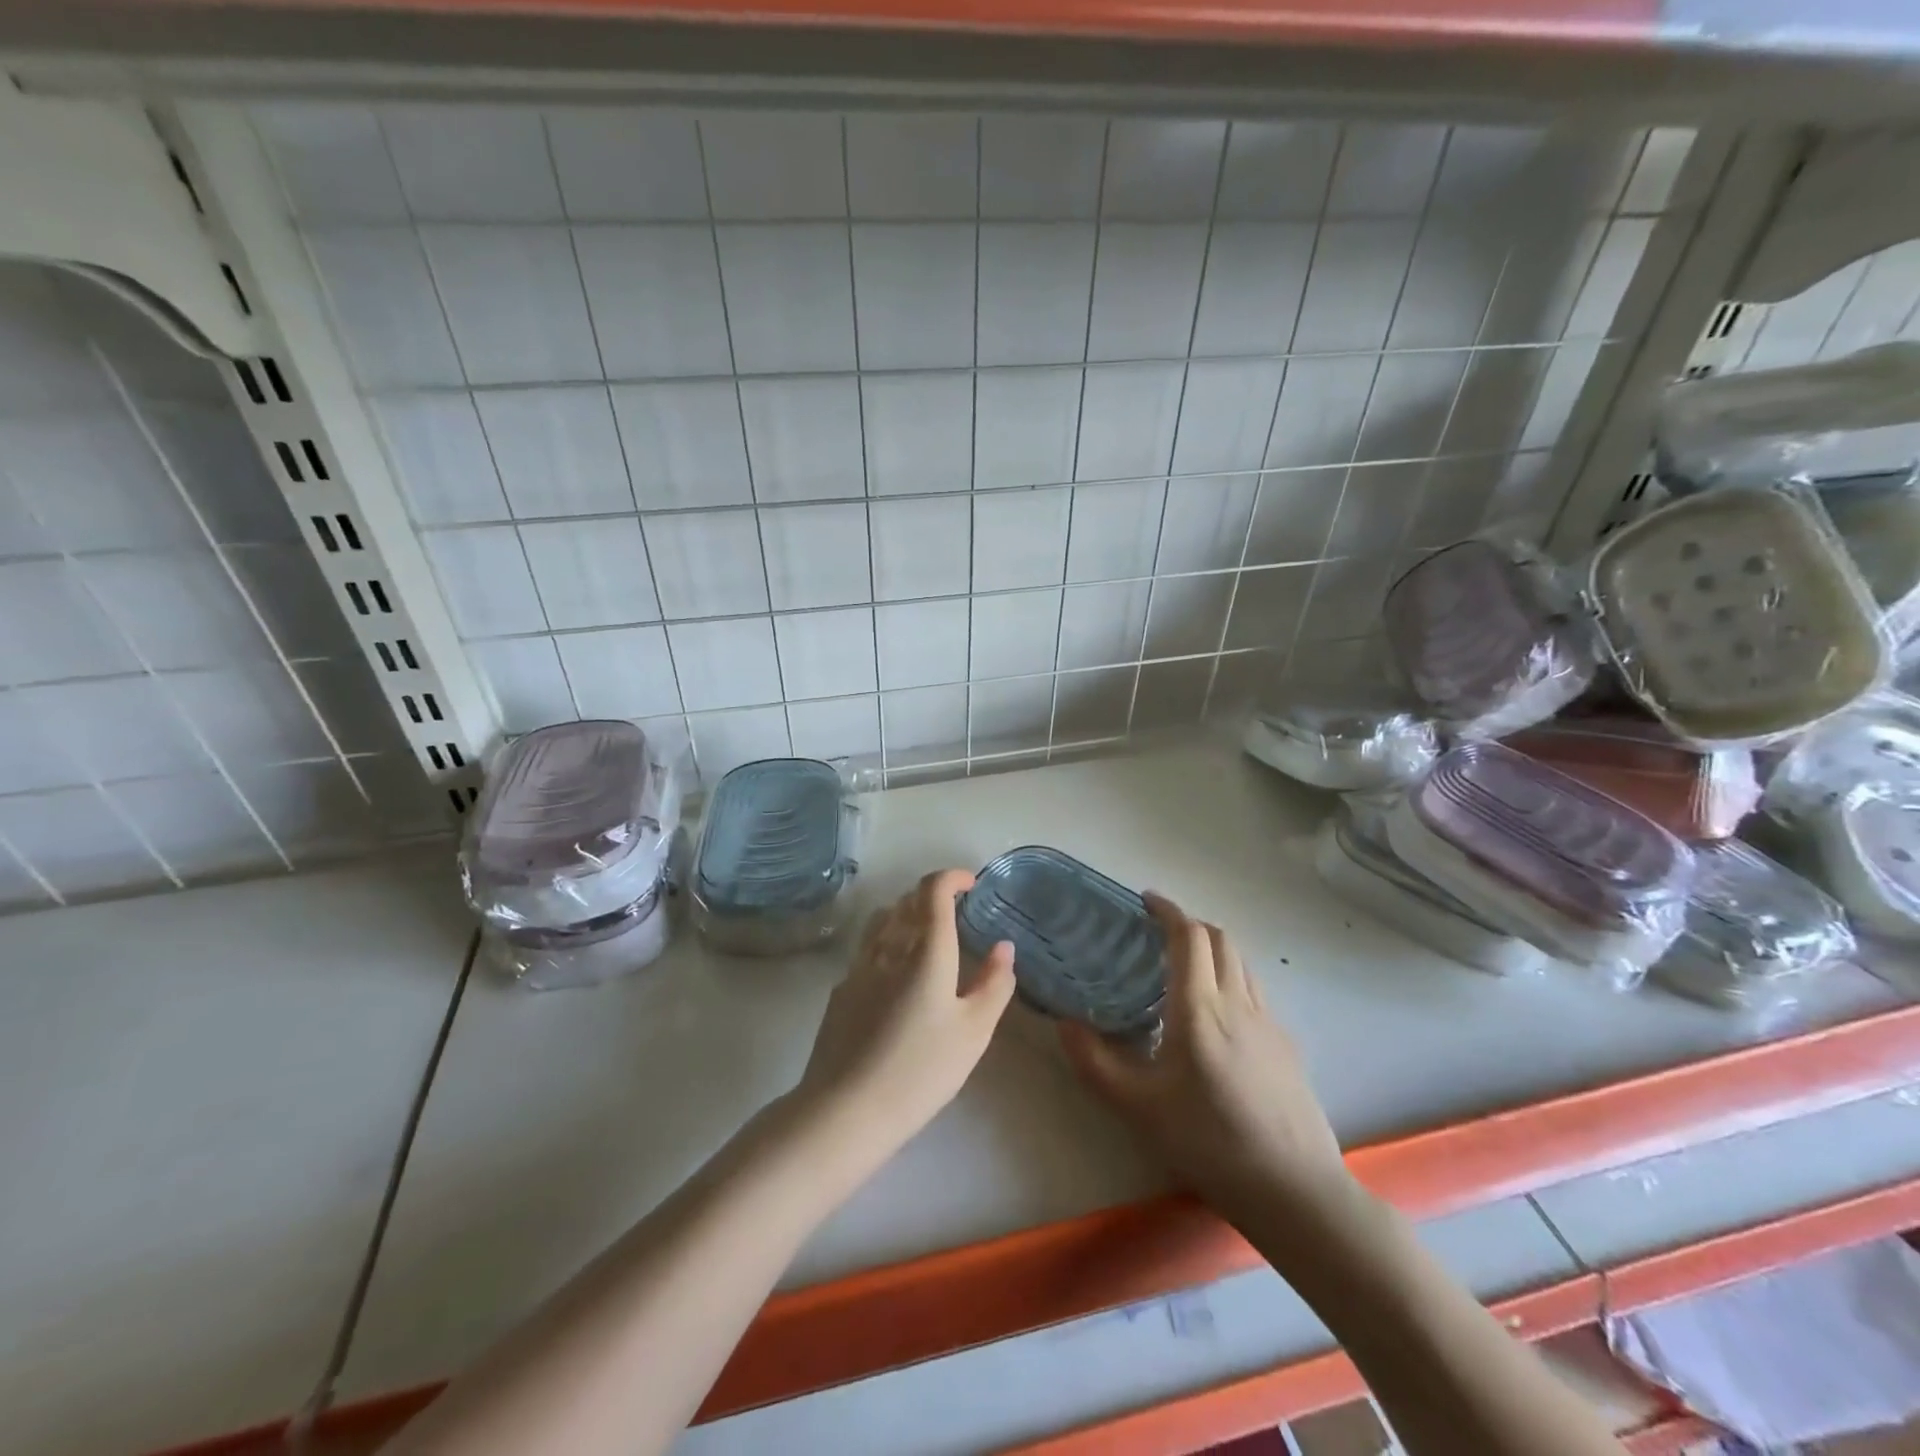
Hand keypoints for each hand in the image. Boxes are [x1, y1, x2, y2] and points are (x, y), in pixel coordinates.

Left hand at [794, 869, 1015, 1165]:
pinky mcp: (840, 991)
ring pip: (881, 921)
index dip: (951, 877)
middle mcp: (889, 948)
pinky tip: (895, 978)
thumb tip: (1004, 947)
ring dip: (905, 915)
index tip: (970, 884)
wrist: (846, 1109)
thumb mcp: (974, 1032)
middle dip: (931, 896)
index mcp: (926, 951)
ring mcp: (859, 968)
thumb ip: (994, 984)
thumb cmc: (921, 1070)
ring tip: (923, 938)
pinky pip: (867, 950)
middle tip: (954, 913)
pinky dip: (886, 945)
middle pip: (906, 901)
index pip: (933, 891)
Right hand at [1060, 893, 1351, 1222]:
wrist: (1295, 1191)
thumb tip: (1064, 1023)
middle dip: (1189, 924)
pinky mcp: (1287, 1045)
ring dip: (1213, 949)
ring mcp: (1269, 1022)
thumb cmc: (1210, 1142)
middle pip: (1220, 938)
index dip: (1167, 910)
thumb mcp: (1138, 1107)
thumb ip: (1094, 1062)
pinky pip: (1255, 992)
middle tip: (1159, 934)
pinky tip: (1218, 1018)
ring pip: (1241, 963)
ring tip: (1185, 967)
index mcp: (1200, 1008)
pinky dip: (1231, 979)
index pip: (1188, 936)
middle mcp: (1238, 1002)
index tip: (1145, 901)